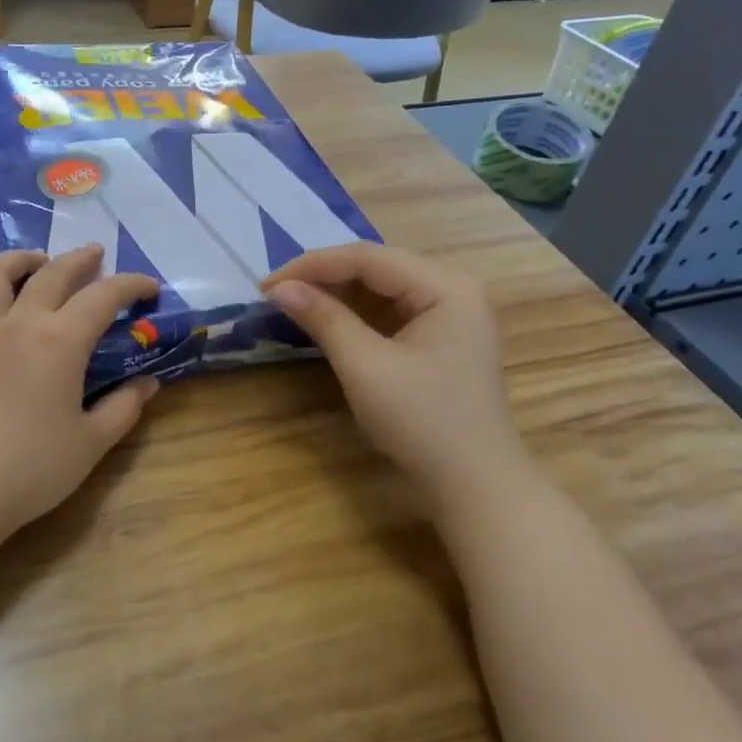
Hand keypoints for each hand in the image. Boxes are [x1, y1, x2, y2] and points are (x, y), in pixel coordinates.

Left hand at [0, 246, 160, 536]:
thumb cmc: (32, 467)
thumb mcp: (91, 442)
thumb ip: (123, 408)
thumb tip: (148, 384)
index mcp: (60, 341)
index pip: (102, 297)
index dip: (129, 285)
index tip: (147, 286)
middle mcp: (19, 324)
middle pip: (51, 273)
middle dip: (78, 259)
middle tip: (95, 254)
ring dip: (19, 259)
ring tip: (34, 260)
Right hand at [263, 244, 532, 496]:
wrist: (474, 484)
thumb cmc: (422, 422)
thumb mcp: (366, 367)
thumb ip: (324, 319)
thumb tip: (278, 288)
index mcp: (446, 286)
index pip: (368, 257)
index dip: (313, 265)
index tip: (267, 285)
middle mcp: (453, 287)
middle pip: (376, 266)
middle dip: (323, 276)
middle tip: (276, 293)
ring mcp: (451, 311)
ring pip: (382, 286)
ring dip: (337, 292)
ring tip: (294, 302)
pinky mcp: (442, 334)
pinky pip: (391, 308)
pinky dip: (356, 312)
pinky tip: (327, 318)